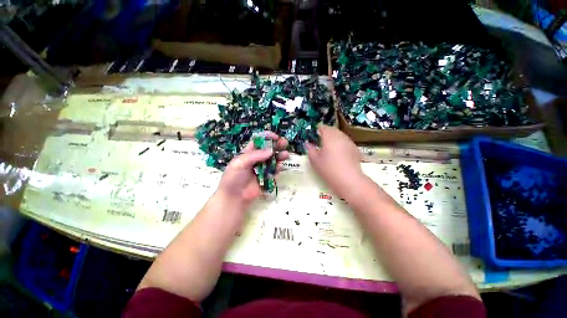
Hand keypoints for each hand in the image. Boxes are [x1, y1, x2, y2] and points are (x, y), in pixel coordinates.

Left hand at [216, 132, 288, 210]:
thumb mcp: (240, 163)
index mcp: (247, 153)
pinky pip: (273, 171)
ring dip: (279, 156)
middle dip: (276, 145)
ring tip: (286, 154)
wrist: (234, 198)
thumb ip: (255, 155)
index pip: (258, 141)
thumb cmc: (233, 178)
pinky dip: (278, 168)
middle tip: (285, 143)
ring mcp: (261, 169)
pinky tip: (280, 166)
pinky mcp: (265, 179)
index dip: (267, 137)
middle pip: (268, 149)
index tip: (275, 137)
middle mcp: (255, 159)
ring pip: (272, 160)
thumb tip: (271, 150)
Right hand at [306, 125, 364, 197]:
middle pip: (333, 130)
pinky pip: (346, 143)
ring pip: (341, 136)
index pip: (323, 128)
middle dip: (327, 133)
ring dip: (335, 139)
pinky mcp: (355, 150)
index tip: (315, 134)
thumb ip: (311, 150)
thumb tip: (309, 144)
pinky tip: (339, 154)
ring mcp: (349, 142)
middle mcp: (340, 136)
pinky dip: (342, 145)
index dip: (318, 130)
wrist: (350, 180)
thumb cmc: (329, 170)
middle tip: (321, 140)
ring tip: (330, 148)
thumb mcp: (315, 162)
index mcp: (329, 136)